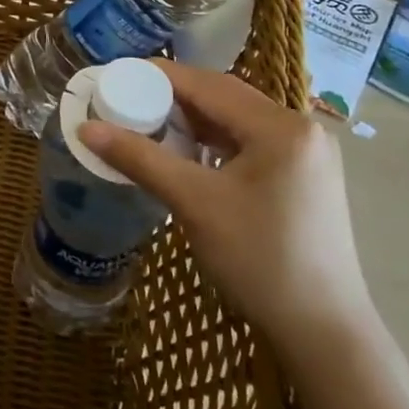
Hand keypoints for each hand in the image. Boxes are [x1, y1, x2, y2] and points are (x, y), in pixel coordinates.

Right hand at [78, 62, 374, 356]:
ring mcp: (307, 154)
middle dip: (173, 97)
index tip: (116, 76)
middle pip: (224, 98)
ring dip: (192, 120)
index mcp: (281, 127)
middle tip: (126, 101)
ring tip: (147, 124)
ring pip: (236, 120)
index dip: (159, 76)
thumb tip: (86, 128)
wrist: (322, 332)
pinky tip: (186, 153)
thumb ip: (140, 159)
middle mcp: (301, 128)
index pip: (208, 85)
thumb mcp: (194, 203)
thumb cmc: (260, 260)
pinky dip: (214, 142)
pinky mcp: (304, 176)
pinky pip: (249, 143)